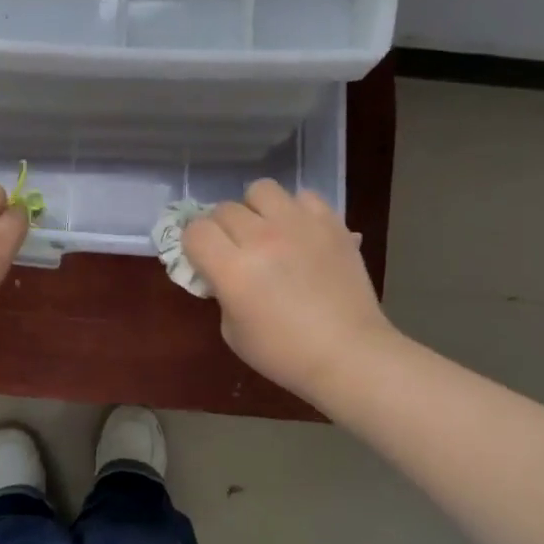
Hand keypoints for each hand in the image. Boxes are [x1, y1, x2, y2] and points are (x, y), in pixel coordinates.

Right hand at [182, 179, 393, 403]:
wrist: (348, 354)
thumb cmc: (284, 354)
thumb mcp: (232, 331)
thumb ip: (222, 292)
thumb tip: (223, 271)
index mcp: (233, 269)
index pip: (195, 231)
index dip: (194, 244)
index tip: (204, 260)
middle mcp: (262, 238)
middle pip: (224, 209)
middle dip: (222, 229)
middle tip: (236, 251)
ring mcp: (299, 225)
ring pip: (261, 190)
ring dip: (256, 209)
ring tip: (267, 231)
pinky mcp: (331, 223)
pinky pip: (303, 196)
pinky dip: (296, 210)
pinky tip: (300, 233)